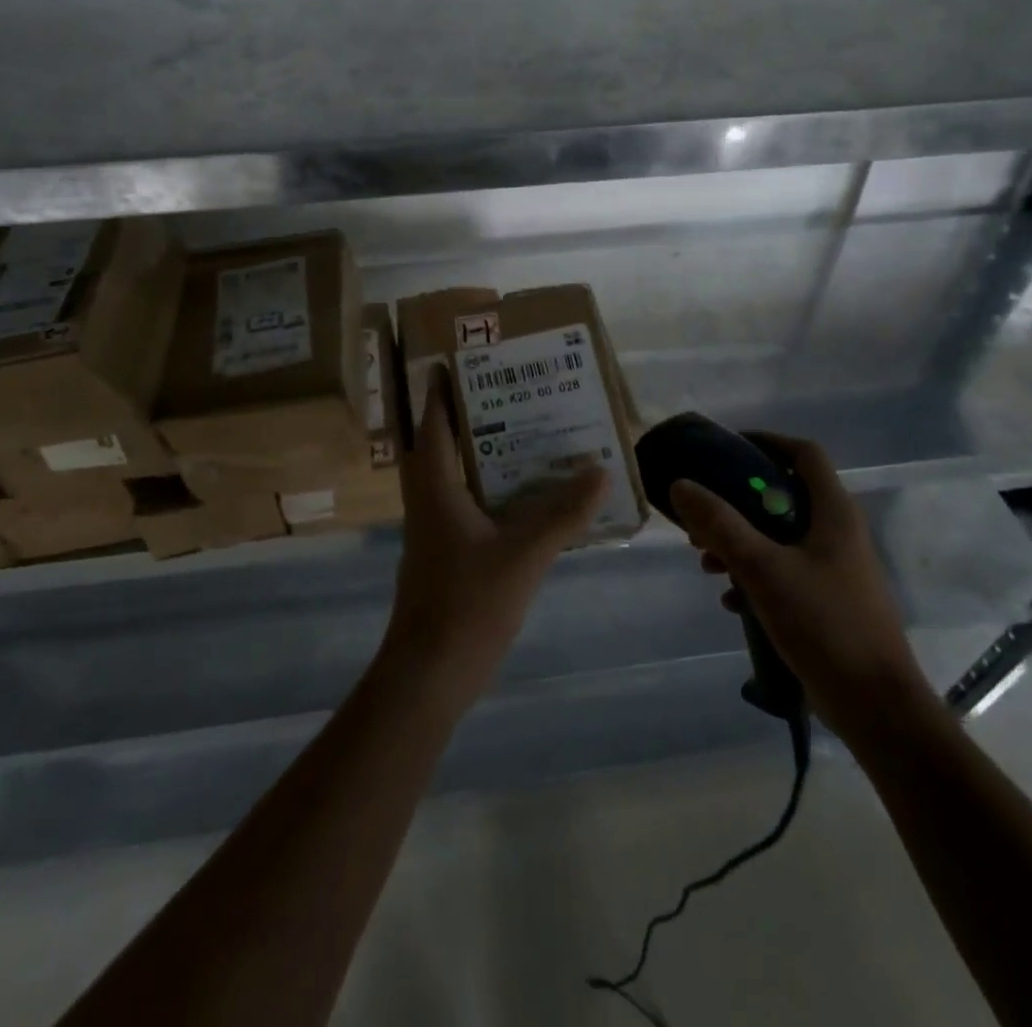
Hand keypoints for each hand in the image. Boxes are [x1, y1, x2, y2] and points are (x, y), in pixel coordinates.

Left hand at [383, 367, 608, 709]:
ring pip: (462, 473)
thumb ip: (563, 514)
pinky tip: (535, 491)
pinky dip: (499, 487)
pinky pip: (475, 502)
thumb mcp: (523, 554)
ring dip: (490, 450)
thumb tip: (601, 471)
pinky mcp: (451, 551)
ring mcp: (438, 526)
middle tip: (517, 387)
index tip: (465, 358)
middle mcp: (430, 497)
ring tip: (533, 427)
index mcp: (434, 484)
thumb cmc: (467, 604)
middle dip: (477, 412)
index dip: (444, 388)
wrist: (430, 674)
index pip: (433, 420)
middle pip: (447, 440)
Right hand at [669, 434, 931, 740]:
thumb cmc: (825, 625)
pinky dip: (755, 575)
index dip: (766, 441)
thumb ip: (721, 525)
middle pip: (784, 495)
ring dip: (740, 542)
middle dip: (737, 502)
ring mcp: (836, 569)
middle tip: (702, 516)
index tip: (725, 450)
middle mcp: (838, 533)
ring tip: (706, 563)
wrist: (877, 708)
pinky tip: (729, 600)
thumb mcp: (763, 569)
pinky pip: (785, 571)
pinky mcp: (829, 601)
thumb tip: (681, 484)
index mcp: (834, 513)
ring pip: (780, 536)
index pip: (804, 453)